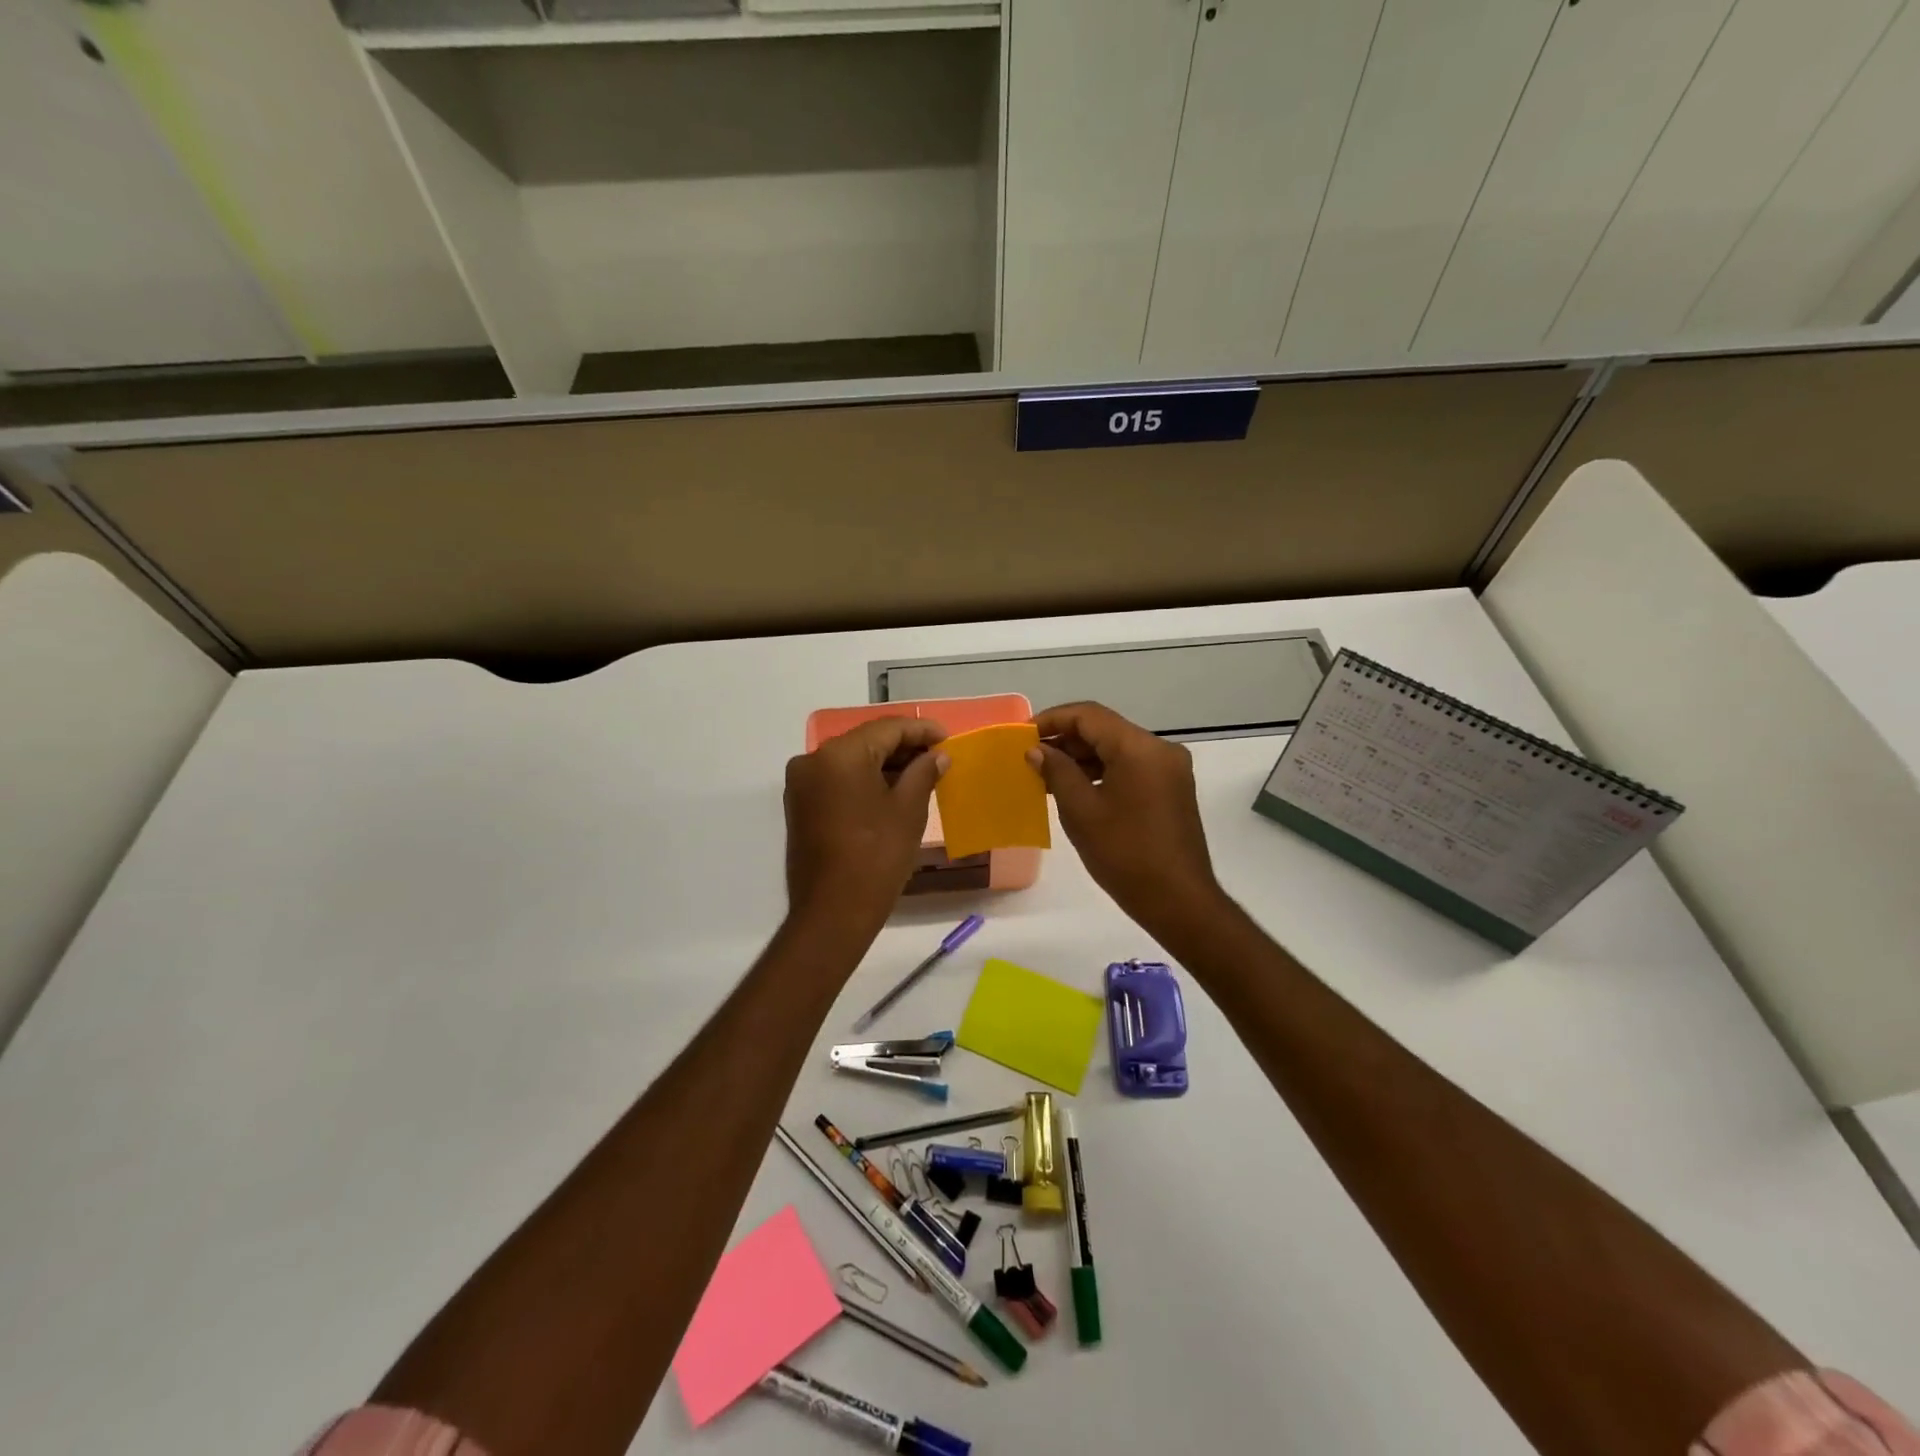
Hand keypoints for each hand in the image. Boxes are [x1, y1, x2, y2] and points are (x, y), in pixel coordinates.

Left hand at [785, 717, 948, 930]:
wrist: (833, 913)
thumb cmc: (876, 857)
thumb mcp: (908, 810)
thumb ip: (924, 772)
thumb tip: (937, 755)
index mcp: (839, 754)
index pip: (887, 728)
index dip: (921, 730)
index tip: (948, 738)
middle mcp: (813, 760)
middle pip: (866, 741)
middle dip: (903, 746)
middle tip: (939, 756)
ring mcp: (802, 784)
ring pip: (852, 760)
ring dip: (885, 764)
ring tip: (922, 773)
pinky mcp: (801, 805)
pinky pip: (838, 779)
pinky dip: (865, 780)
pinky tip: (893, 789)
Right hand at [1028, 702, 1223, 933]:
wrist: (1178, 901)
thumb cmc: (1125, 854)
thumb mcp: (1081, 811)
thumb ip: (1057, 772)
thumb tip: (1037, 750)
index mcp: (1139, 748)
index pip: (1088, 715)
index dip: (1052, 719)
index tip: (1022, 735)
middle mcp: (1159, 749)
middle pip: (1105, 729)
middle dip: (1066, 739)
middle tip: (1030, 757)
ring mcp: (1170, 769)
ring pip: (1118, 748)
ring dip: (1083, 757)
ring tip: (1046, 775)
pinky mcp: (1172, 789)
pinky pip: (1131, 767)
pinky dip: (1102, 771)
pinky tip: (1076, 789)